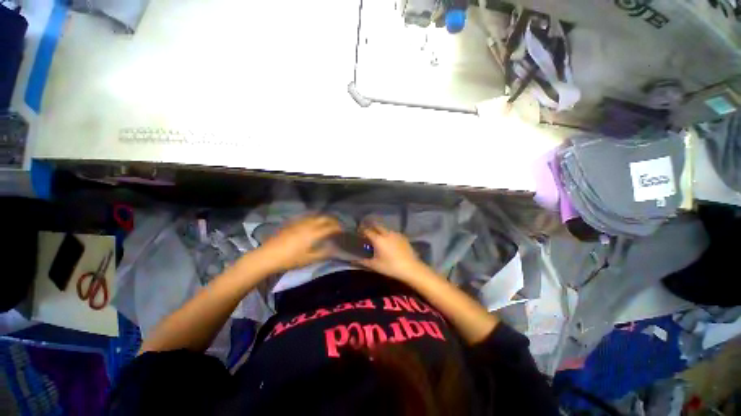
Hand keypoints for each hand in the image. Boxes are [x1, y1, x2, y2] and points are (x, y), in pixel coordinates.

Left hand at [250, 216, 341, 273]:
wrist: (268, 255)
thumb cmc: (290, 259)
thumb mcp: (309, 259)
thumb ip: (324, 253)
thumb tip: (335, 249)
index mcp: (314, 233)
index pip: (330, 227)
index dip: (338, 228)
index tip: (343, 230)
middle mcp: (308, 224)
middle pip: (324, 218)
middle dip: (333, 220)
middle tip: (338, 225)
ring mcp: (299, 222)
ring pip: (315, 216)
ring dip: (324, 217)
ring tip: (328, 222)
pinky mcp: (292, 223)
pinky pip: (307, 217)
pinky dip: (314, 218)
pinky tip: (313, 222)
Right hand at [357, 222, 427, 281]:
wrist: (411, 267)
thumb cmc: (391, 267)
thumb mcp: (375, 265)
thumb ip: (363, 261)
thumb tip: (353, 260)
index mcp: (378, 239)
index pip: (367, 231)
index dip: (362, 231)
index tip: (359, 233)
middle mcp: (386, 233)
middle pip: (376, 226)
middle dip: (371, 227)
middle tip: (368, 232)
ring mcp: (395, 234)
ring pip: (385, 228)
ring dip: (380, 230)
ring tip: (378, 237)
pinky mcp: (402, 236)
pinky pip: (392, 232)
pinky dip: (388, 234)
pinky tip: (389, 241)